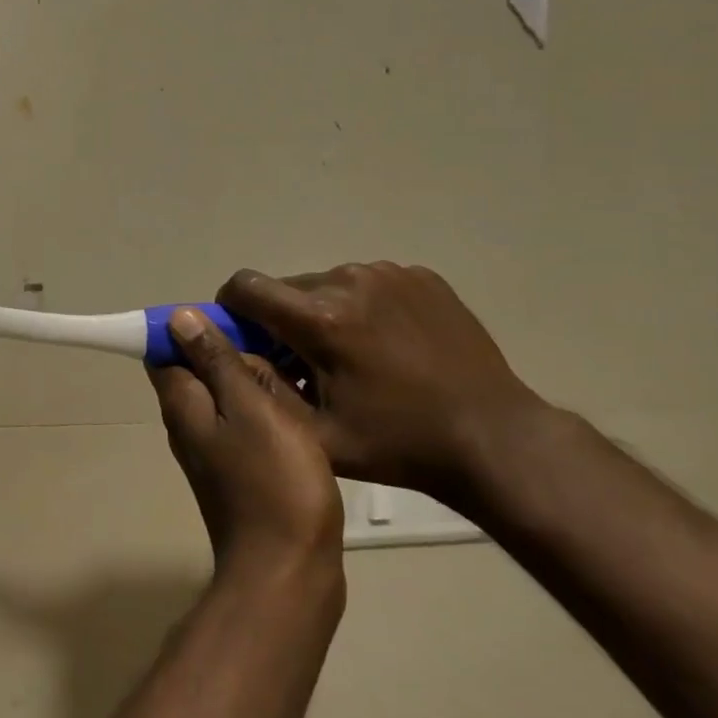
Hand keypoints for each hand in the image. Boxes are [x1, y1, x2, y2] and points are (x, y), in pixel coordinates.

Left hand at [148, 308, 344, 574]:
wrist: (290, 571)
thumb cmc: (273, 482)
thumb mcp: (250, 408)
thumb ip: (217, 362)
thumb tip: (177, 318)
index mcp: (181, 402)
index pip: (165, 348)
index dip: (193, 326)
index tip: (235, 318)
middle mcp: (187, 422)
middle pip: (199, 369)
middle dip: (233, 352)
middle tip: (277, 348)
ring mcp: (212, 448)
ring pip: (227, 396)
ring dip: (256, 381)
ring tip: (295, 374)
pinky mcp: (239, 469)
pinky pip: (246, 422)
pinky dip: (267, 409)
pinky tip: (301, 408)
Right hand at [217, 264, 550, 505]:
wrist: (494, 438)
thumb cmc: (397, 444)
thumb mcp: (315, 435)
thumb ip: (259, 387)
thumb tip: (223, 350)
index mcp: (320, 320)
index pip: (245, 287)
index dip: (231, 308)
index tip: (242, 337)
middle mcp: (349, 282)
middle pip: (285, 287)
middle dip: (280, 318)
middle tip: (301, 361)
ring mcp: (389, 274)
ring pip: (326, 284)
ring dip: (321, 312)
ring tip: (350, 355)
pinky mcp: (420, 276)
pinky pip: (366, 283)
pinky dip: (361, 307)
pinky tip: (386, 345)